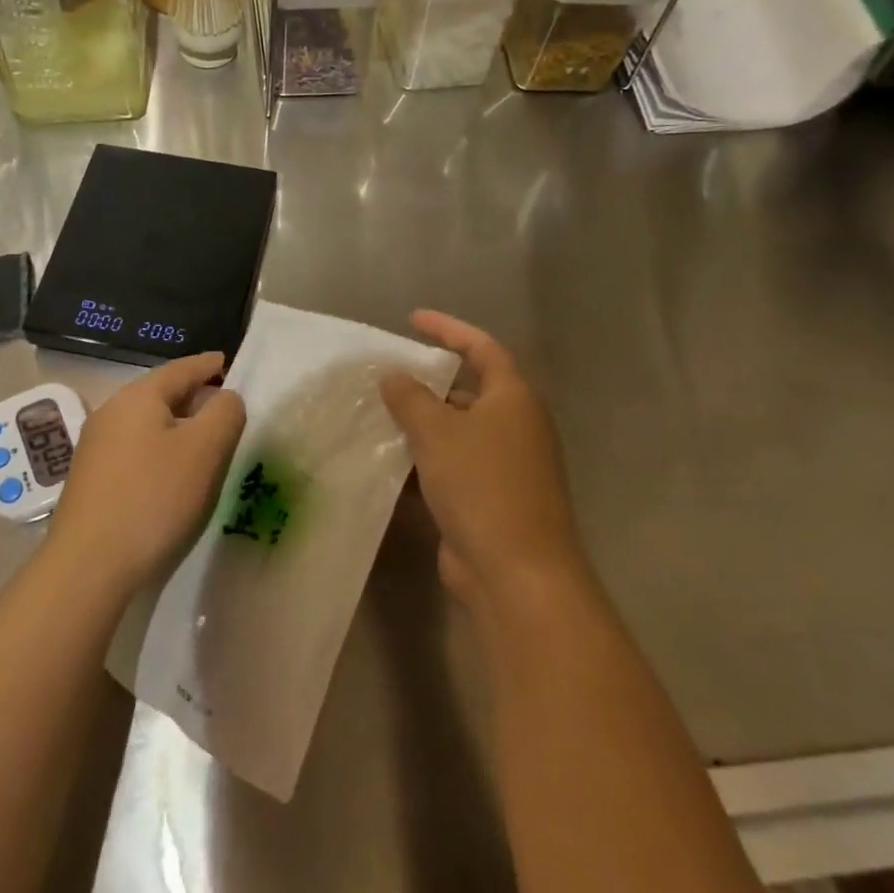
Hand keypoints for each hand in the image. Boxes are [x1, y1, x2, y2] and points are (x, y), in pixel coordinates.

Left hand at [48, 352, 246, 595]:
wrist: (88, 565)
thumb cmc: (154, 497)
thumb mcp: (205, 450)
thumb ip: (225, 413)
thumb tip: (226, 398)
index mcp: (138, 397)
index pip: (182, 368)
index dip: (208, 365)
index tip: (228, 361)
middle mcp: (112, 412)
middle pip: (161, 393)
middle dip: (194, 396)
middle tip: (225, 406)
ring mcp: (96, 446)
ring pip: (148, 422)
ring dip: (178, 425)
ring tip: (204, 440)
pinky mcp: (92, 477)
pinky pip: (135, 447)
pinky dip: (160, 448)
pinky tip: (172, 471)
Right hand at [380, 311, 583, 605]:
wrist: (516, 573)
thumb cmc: (482, 486)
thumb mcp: (437, 432)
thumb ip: (411, 397)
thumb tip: (394, 376)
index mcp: (514, 399)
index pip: (482, 347)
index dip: (448, 328)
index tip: (412, 319)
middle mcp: (516, 427)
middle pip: (469, 391)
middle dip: (428, 384)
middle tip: (386, 377)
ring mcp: (506, 467)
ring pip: (458, 433)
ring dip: (421, 426)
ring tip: (377, 418)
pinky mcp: (491, 501)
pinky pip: (453, 469)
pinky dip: (424, 464)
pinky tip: (388, 465)